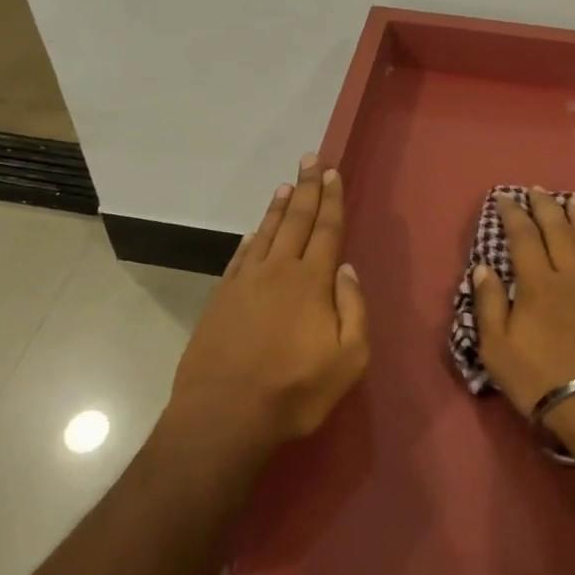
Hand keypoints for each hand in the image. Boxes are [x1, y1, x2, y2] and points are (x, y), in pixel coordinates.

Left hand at [168, 154, 369, 450]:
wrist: (224, 416)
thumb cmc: (294, 391)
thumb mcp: (349, 360)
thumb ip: (353, 309)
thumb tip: (346, 269)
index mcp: (312, 282)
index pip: (326, 229)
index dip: (331, 199)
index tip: (332, 172)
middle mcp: (278, 270)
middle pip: (296, 220)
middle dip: (307, 188)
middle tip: (311, 158)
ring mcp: (245, 282)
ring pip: (267, 232)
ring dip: (279, 207)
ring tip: (286, 185)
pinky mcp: (221, 298)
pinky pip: (241, 256)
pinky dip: (251, 238)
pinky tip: (255, 231)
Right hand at [472, 190, 574, 416]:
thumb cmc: (539, 378)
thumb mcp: (496, 348)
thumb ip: (489, 303)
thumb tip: (483, 267)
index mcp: (538, 284)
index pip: (523, 238)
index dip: (513, 215)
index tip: (504, 198)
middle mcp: (571, 276)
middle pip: (559, 231)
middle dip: (546, 207)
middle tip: (537, 189)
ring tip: (573, 200)